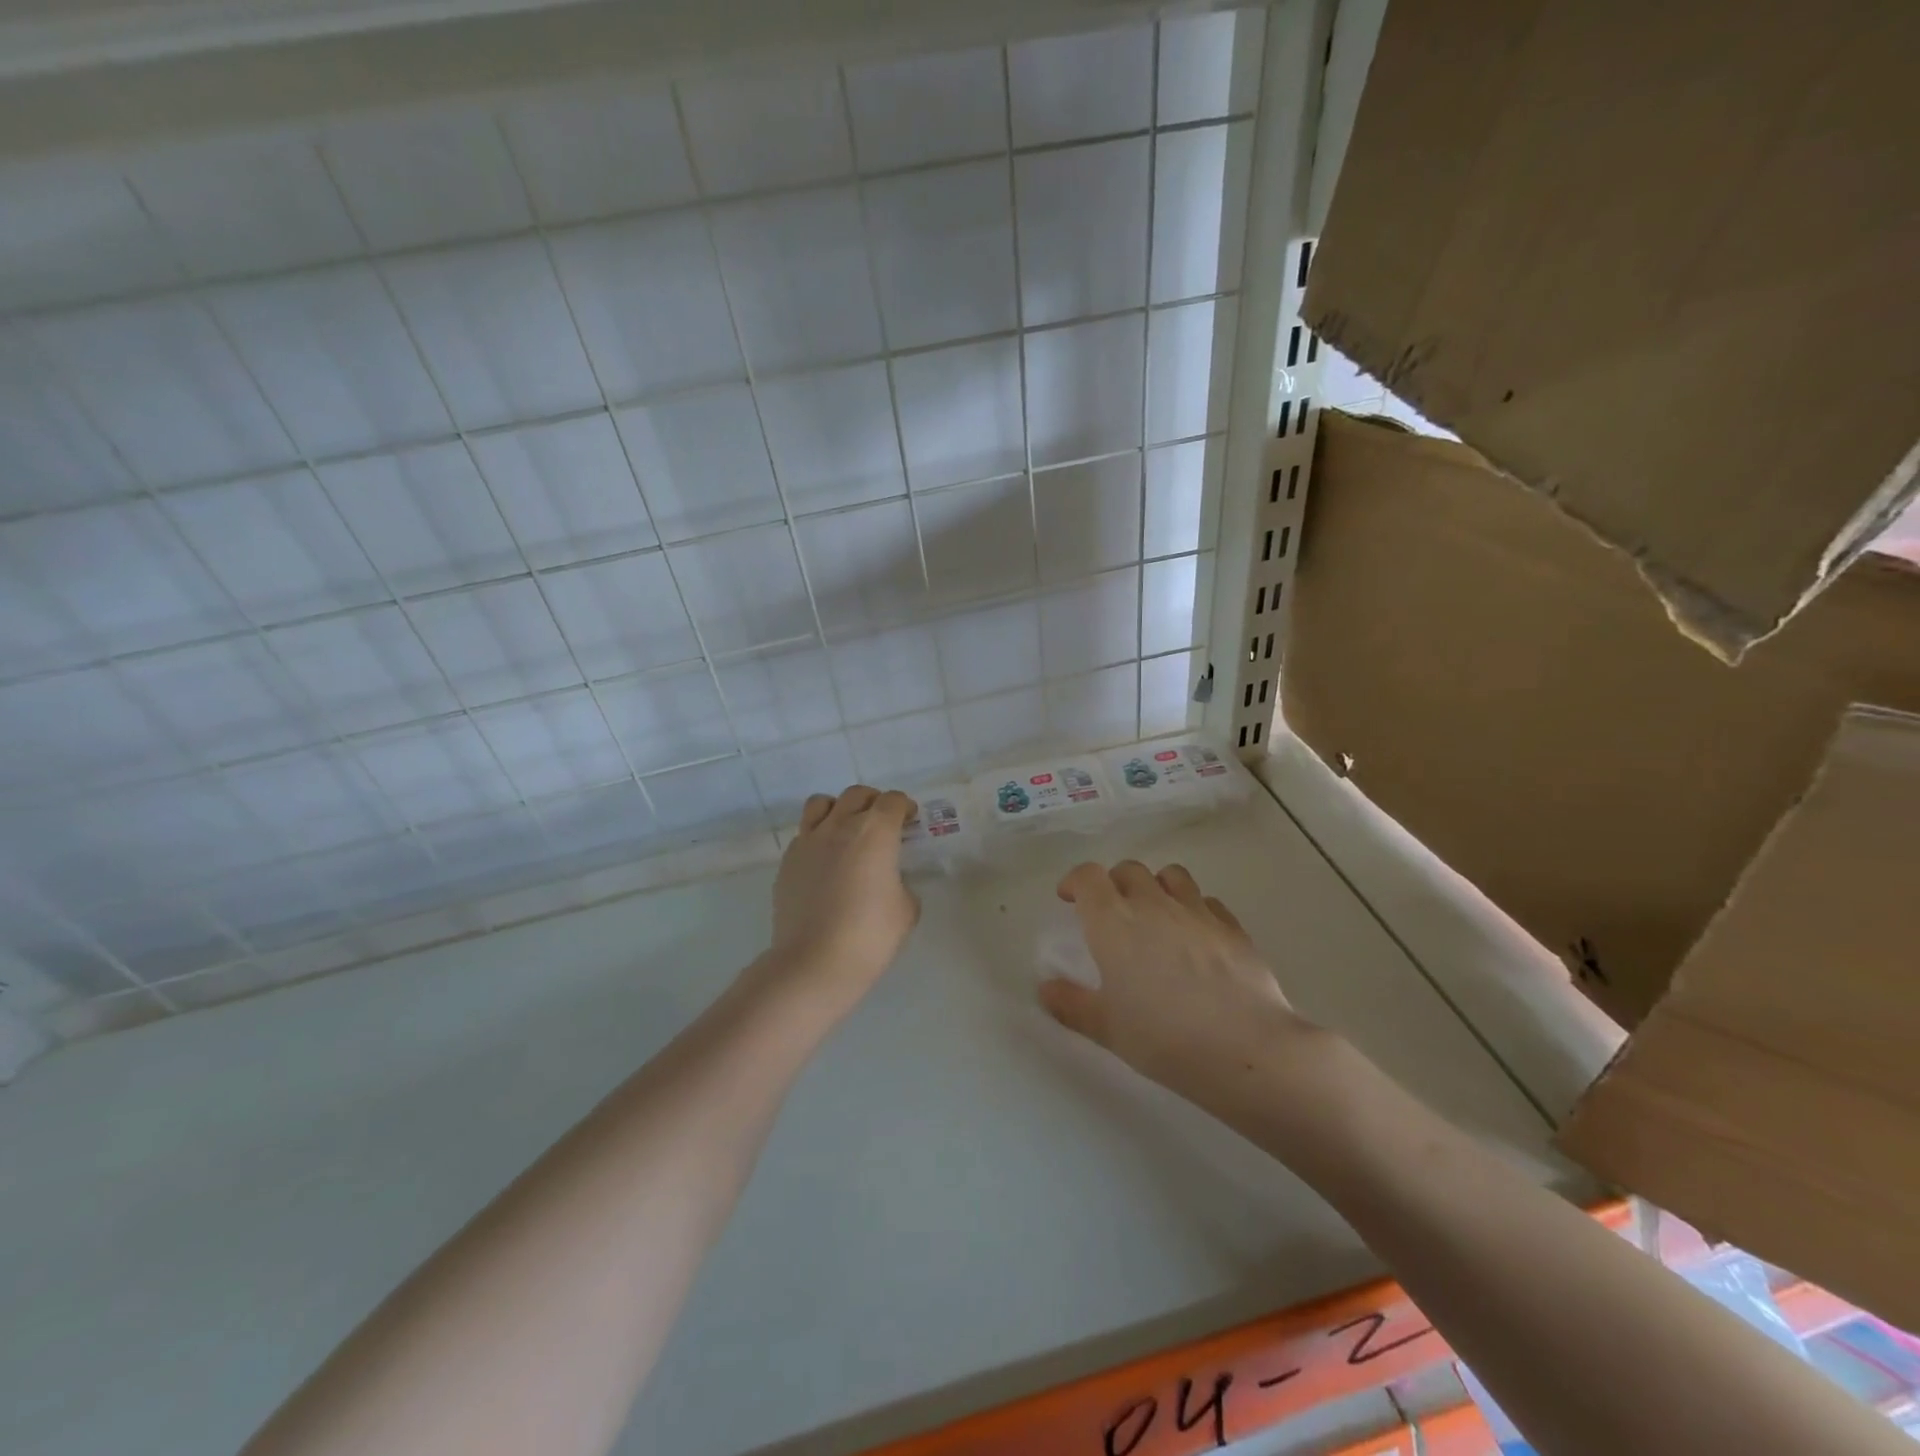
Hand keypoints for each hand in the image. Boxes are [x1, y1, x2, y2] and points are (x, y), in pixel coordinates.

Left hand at [764, 785, 920, 1007]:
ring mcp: (808, 841)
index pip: (892, 801)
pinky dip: (818, 837)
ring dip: (839, 809)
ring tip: (847, 830)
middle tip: (883, 823)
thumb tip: (890, 880)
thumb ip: (901, 883)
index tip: (910, 820)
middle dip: (874, 802)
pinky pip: (804, 834)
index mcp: (875, 832)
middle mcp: (840, 825)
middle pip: (857, 795)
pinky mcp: (787, 861)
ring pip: (822, 804)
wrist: (814, 962)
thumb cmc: (870, 935)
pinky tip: (825, 861)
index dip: (904, 807)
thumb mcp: (906, 909)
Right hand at [1039, 861, 1329, 1107]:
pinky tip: (1196, 936)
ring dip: (1156, 886)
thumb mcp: (1106, 1029)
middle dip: (1114, 883)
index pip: (1088, 876)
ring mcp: (1196, 911)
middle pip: (1128, 869)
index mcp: (1113, 922)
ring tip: (1155, 913)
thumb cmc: (1163, 1038)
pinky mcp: (1231, 926)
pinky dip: (1194, 909)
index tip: (1070, 899)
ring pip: (1171, 875)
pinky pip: (1207, 901)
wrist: (1245, 1048)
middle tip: (1112, 912)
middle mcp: (1152, 904)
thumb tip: (1045, 988)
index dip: (1075, 881)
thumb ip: (1071, 1004)